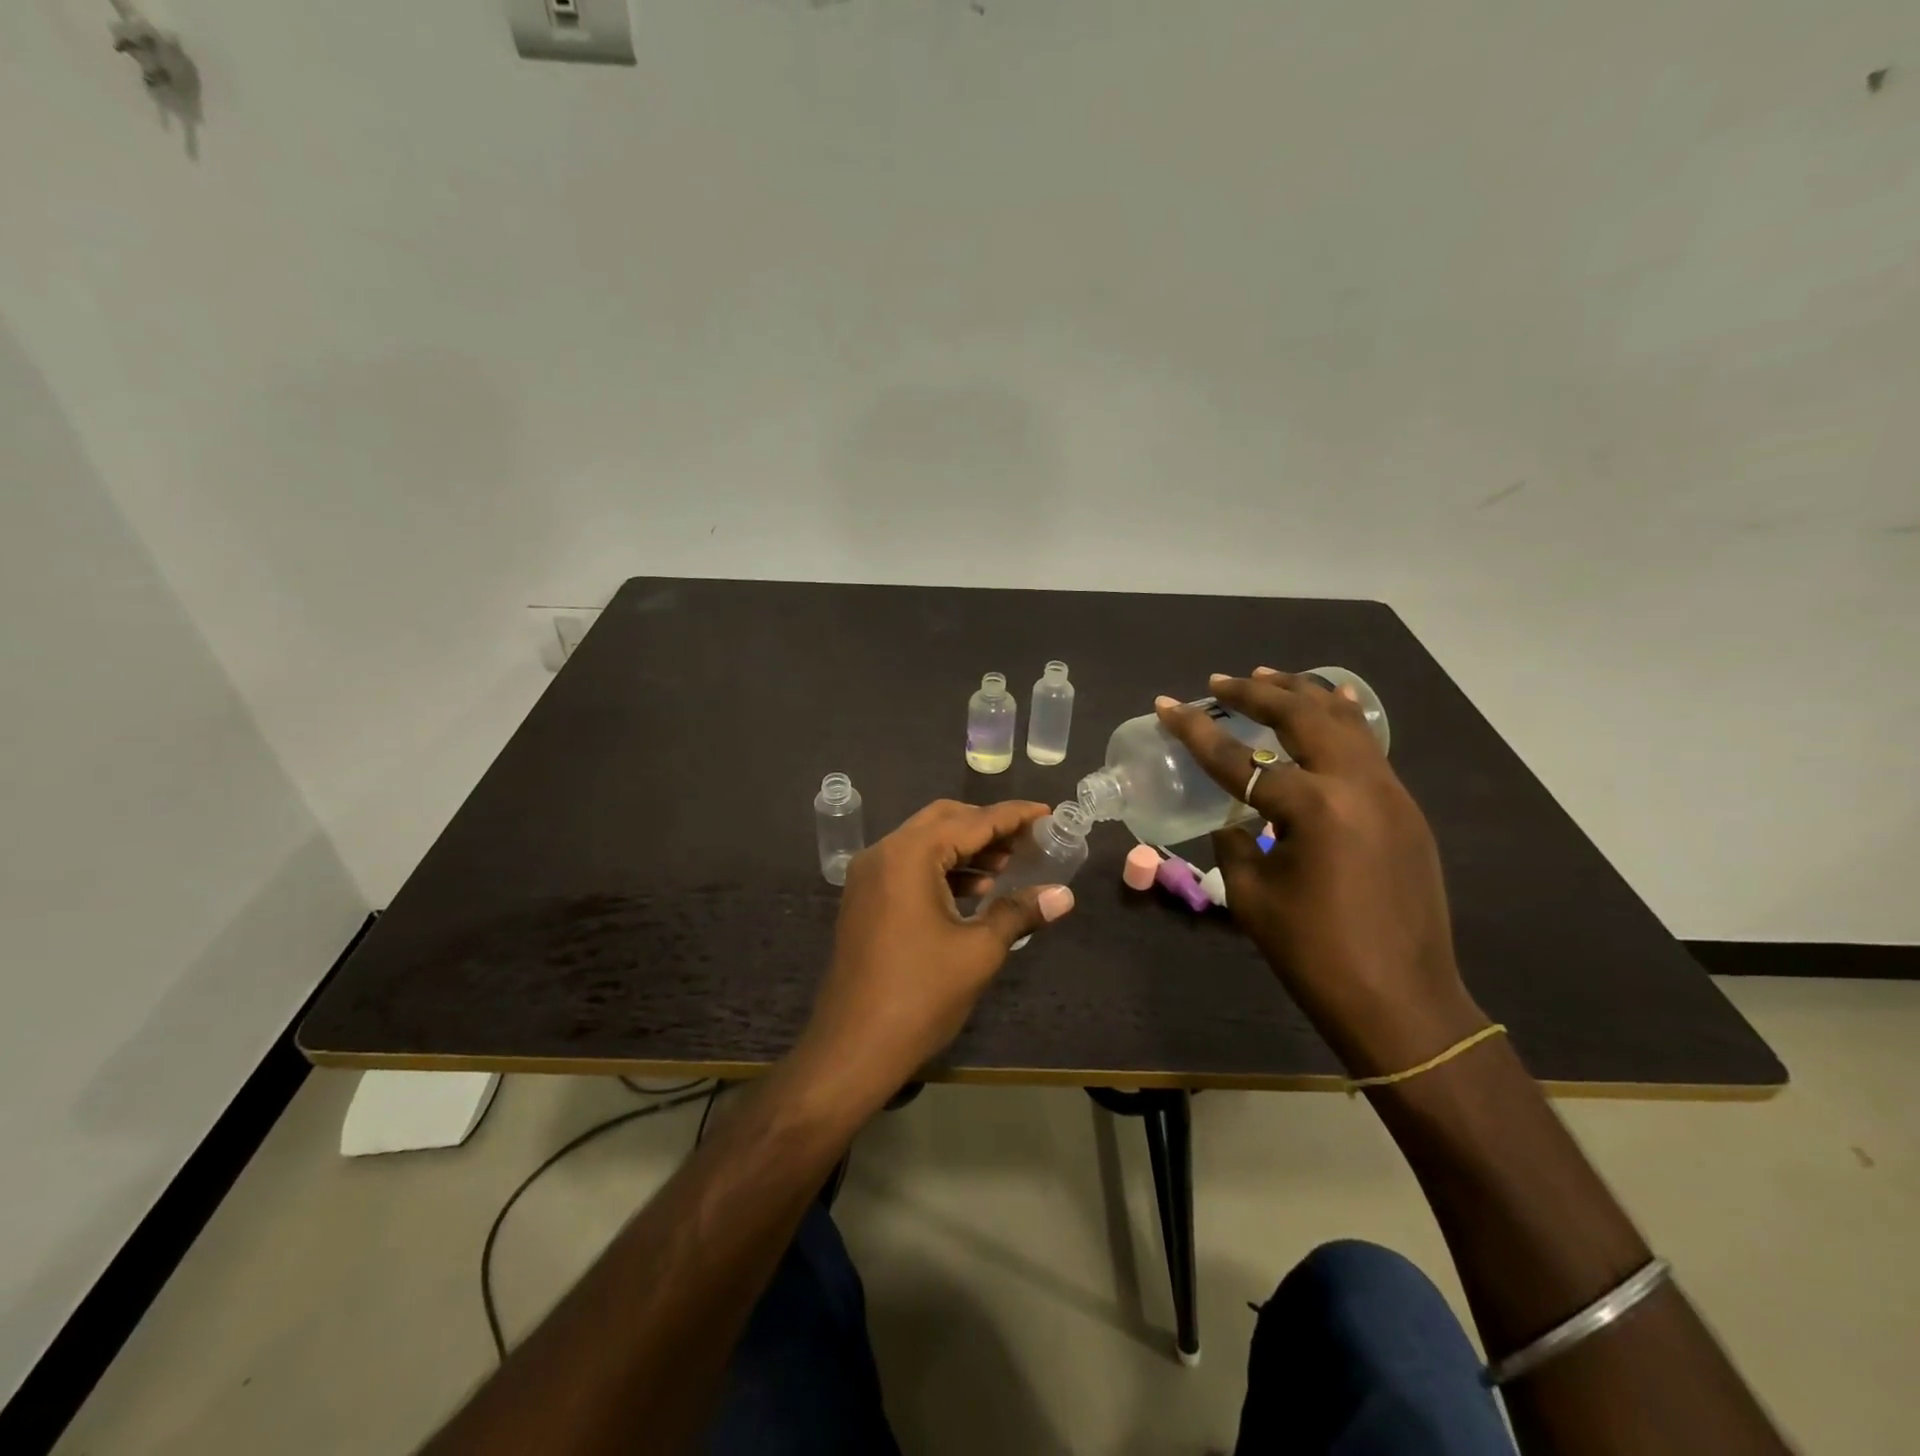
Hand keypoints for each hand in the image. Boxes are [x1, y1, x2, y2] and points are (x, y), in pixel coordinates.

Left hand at [793, 799, 1076, 1110]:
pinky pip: (909, 867)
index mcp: (909, 855)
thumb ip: (1019, 912)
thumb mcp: (978, 951)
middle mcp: (883, 853)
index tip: (1046, 812)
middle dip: (987, 827)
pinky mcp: (864, 900)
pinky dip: (942, 870)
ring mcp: (868, 877)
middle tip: (1027, 841)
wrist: (852, 1049)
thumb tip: (1063, 896)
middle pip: (943, 821)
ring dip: (965, 849)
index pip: (972, 821)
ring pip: (924, 843)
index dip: (1013, 816)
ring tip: (1008, 867)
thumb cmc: (920, 995)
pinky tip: (974, 892)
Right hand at [1155, 670, 1485, 1075]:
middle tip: (1219, 682)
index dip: (1196, 731)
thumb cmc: (1315, 954)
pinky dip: (1339, 719)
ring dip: (1302, 694)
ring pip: (1344, 719)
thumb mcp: (1252, 896)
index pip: (1239, 758)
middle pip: (1301, 715)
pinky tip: (1327, 708)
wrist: (1402, 1002)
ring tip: (1268, 676)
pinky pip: (1367, 745)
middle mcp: (1356, 784)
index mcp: (1313, 807)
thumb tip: (1238, 821)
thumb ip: (1235, 844)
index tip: (1167, 705)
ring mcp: (1390, 792)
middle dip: (1255, 692)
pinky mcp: (1405, 809)